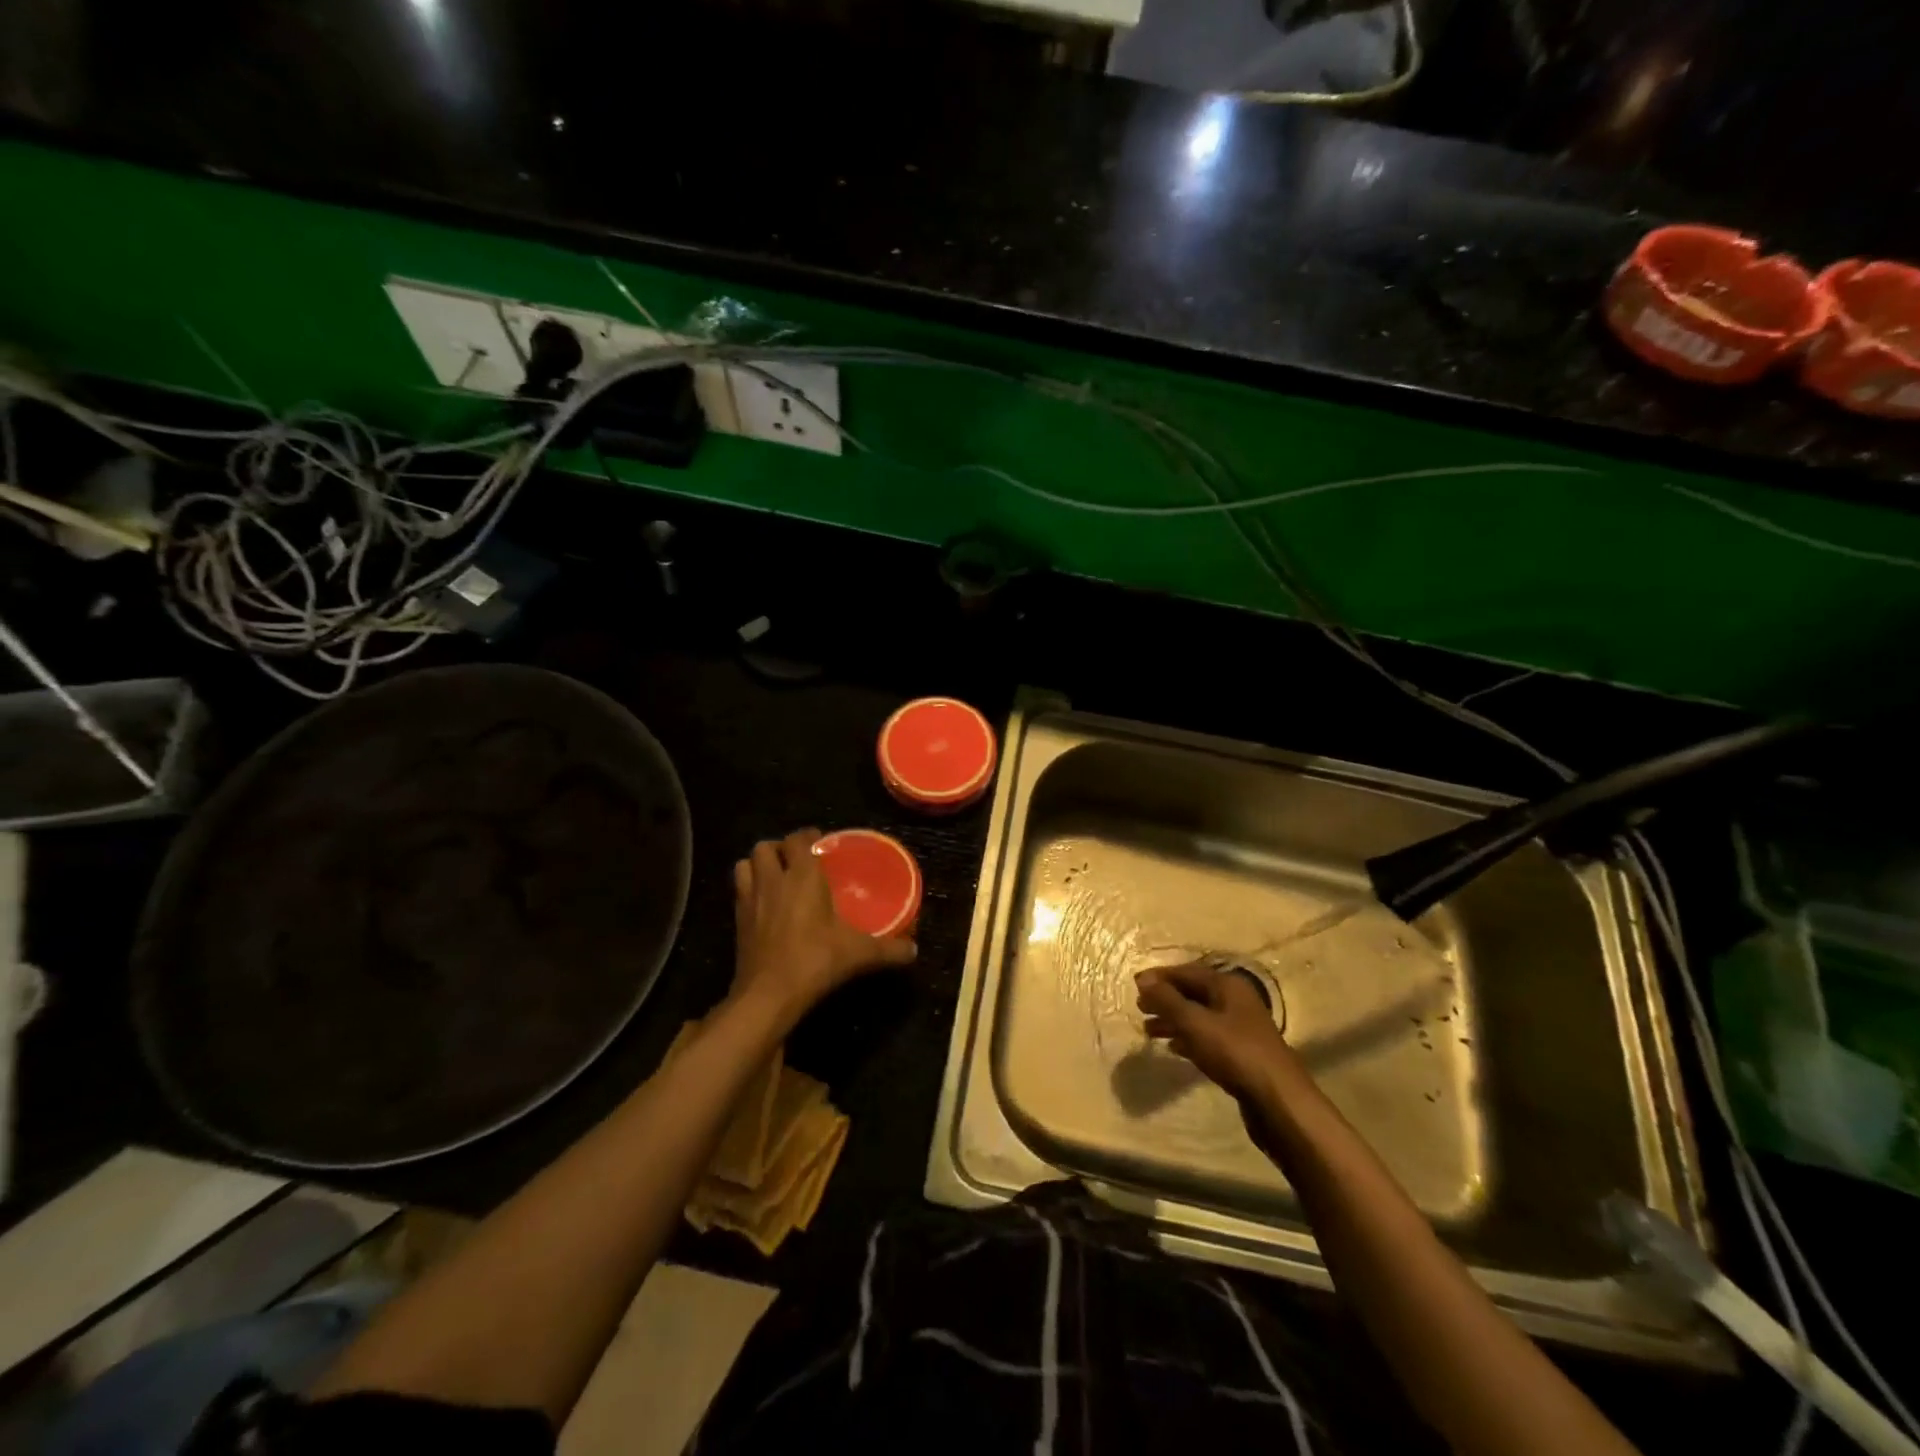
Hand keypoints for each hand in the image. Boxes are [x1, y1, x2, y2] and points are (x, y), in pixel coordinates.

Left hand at [732, 829, 916, 1021]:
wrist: (768, 994)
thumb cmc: (815, 961)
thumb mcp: (859, 954)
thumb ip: (888, 949)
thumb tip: (914, 950)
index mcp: (802, 876)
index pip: (798, 839)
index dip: (808, 836)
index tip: (820, 843)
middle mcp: (773, 880)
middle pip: (765, 847)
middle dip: (779, 848)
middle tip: (797, 861)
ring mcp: (750, 899)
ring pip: (744, 864)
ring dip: (758, 865)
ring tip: (775, 876)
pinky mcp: (737, 921)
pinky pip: (738, 892)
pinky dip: (749, 890)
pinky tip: (764, 906)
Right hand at [1135, 961, 1294, 1103]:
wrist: (1280, 1102)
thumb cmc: (1235, 1053)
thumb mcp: (1195, 1023)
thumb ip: (1167, 1000)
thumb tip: (1143, 979)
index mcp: (1228, 986)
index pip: (1187, 972)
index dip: (1159, 977)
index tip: (1134, 985)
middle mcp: (1236, 1001)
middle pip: (1193, 993)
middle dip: (1165, 999)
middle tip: (1140, 1009)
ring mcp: (1241, 1028)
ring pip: (1199, 1017)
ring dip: (1173, 1020)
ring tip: (1149, 1031)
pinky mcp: (1242, 1054)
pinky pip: (1208, 1037)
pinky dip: (1188, 1038)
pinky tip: (1174, 1048)